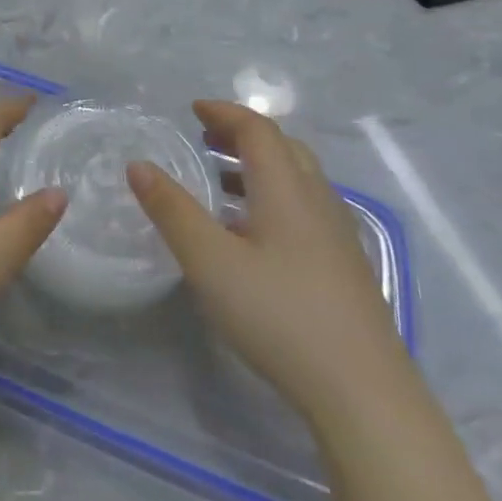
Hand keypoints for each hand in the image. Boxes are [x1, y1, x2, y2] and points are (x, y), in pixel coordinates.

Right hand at [126, 101, 407, 416]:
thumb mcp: (209, 261)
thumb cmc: (278, 315)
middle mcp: (317, 201)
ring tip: (220, 181)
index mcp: (287, 190)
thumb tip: (139, 165)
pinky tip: (252, 234)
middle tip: (204, 139)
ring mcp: (337, 235)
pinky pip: (305, 207)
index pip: (258, 130)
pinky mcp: (343, 266)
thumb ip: (172, 210)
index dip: (224, 113)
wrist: (362, 390)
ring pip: (298, 180)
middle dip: (242, 135)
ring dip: (258, 166)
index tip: (192, 110)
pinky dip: (272, 196)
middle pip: (284, 148)